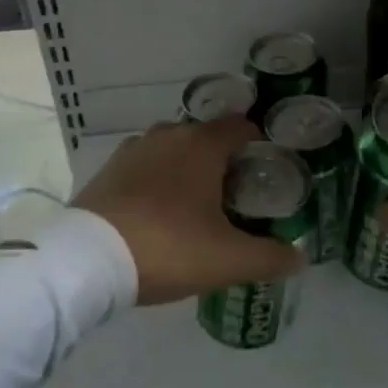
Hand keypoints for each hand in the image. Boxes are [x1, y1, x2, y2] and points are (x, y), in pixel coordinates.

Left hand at [73, 117, 306, 304]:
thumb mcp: (227, 260)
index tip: (267, 171)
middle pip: (207, 138)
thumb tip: (300, 256)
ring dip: (187, 169)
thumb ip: (270, 257)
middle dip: (223, 160)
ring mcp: (135, 148)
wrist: (88, 261)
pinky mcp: (109, 168)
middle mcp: (170, 134)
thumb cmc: (168, 247)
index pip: (241, 126)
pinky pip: (146, 165)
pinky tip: (158, 210)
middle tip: (235, 197)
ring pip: (174, 149)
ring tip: (196, 205)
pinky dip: (157, 179)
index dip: (259, 144)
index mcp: (203, 144)